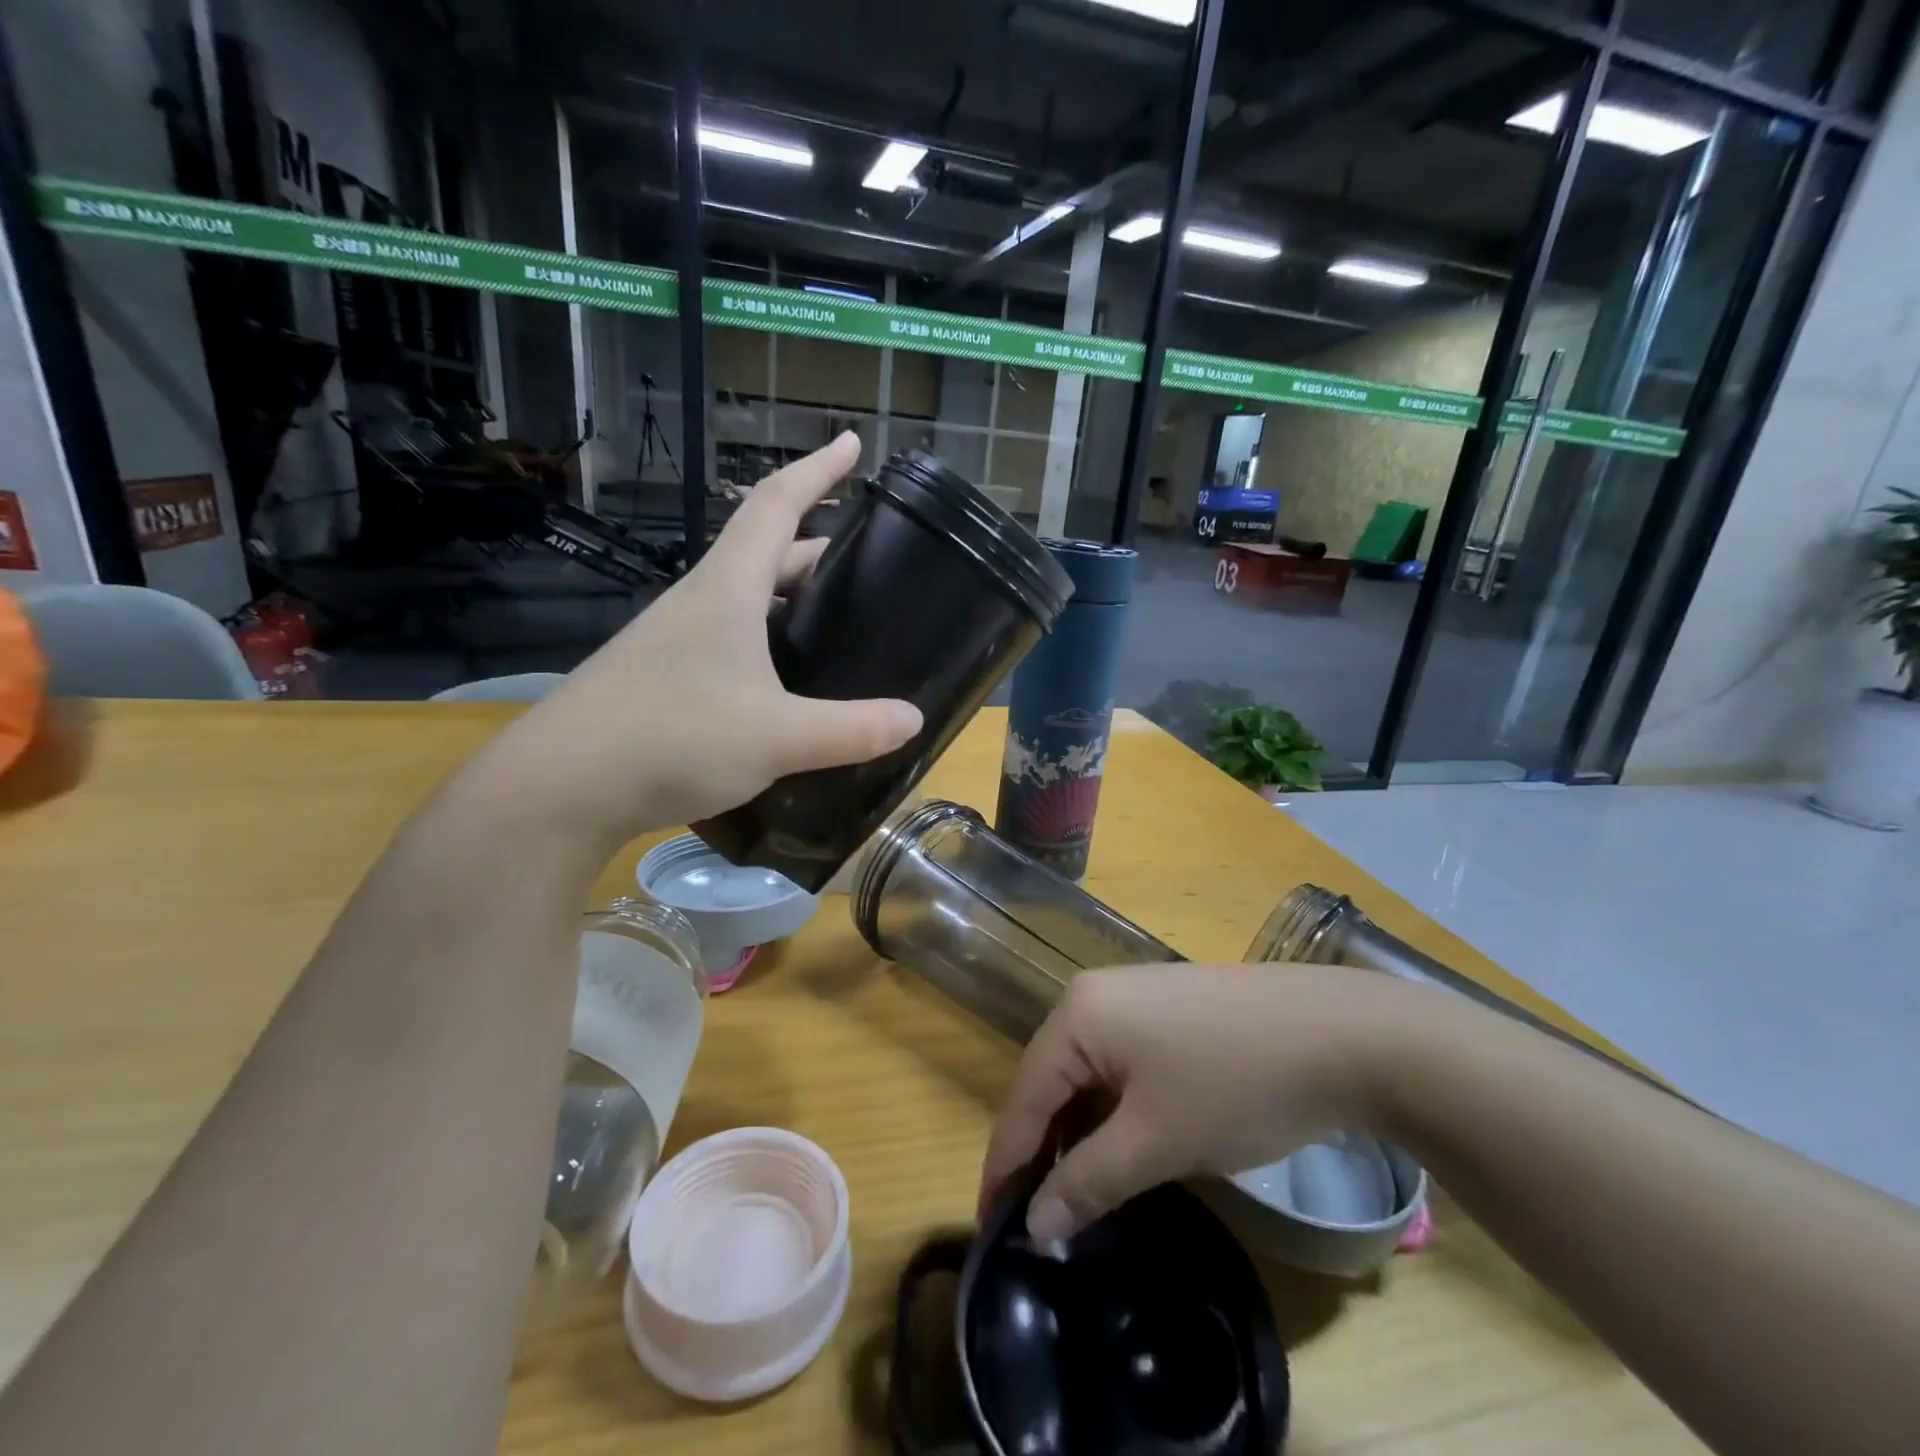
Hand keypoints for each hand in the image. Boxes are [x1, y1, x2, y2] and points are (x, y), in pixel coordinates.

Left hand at [470, 432, 920, 850]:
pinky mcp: (665, 678)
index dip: (818, 470)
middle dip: (817, 546)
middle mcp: (700, 603)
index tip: (852, 443)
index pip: (776, 505)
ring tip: (836, 620)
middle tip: (866, 562)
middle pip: (765, 552)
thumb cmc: (672, 739)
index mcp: (728, 590)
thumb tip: (914, 719)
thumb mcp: (778, 737)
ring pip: (747, 600)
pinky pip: (731, 641)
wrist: (561, 788)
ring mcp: (677, 641)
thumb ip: (851, 729)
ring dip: (791, 597)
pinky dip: (768, 642)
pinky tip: (787, 682)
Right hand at [979, 964, 1414, 1243]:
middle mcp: (1094, 994)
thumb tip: (1034, 1224)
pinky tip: (1122, 1146)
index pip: (1024, 1098)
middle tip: (1038, 1220)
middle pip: (1050, 1081)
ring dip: (1079, 1133)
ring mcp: (1133, 995)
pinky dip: (1112, 1109)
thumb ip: (1088, 1182)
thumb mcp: (1157, 1142)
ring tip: (1078, 1194)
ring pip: (1087, 1074)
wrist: (1341, 1033)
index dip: (1006, 1166)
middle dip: (1042, 1151)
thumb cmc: (1235, 1084)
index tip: (991, 1229)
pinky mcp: (1166, 1008)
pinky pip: (1119, 1062)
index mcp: (1077, 1015)